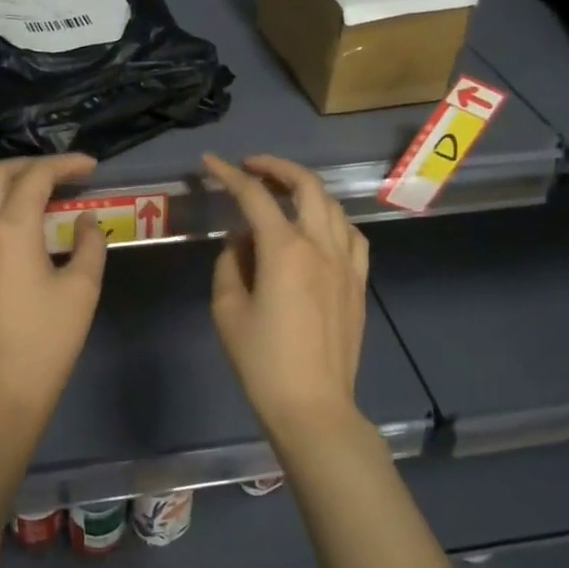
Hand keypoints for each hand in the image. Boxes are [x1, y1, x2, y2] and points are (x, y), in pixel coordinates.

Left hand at [0, 154, 107, 436]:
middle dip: (32, 166)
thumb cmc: (46, 344)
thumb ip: (89, 244)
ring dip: (1, 184)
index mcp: (10, 230)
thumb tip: (85, 220)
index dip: (65, 164)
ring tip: (28, 197)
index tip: (90, 167)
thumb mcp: (82, 291)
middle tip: (62, 177)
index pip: (37, 177)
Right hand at [204, 153, 371, 442]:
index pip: (254, 196)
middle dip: (276, 167)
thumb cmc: (262, 361)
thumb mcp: (228, 310)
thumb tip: (240, 241)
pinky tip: (317, 229)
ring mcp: (346, 263)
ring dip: (305, 189)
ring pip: (332, 206)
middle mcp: (320, 246)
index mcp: (284, 250)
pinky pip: (351, 235)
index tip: (210, 163)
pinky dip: (331, 220)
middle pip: (306, 186)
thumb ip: (230, 264)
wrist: (313, 404)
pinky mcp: (358, 282)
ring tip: (282, 192)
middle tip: (250, 167)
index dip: (229, 174)